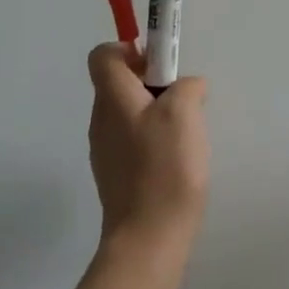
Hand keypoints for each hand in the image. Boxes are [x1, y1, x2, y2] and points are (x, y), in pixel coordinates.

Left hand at [87, 43, 209, 266]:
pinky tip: (177, 159)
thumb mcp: (184, 112)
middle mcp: (101, 120)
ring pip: (130, 111)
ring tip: (185, 132)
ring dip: (157, 110)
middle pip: (120, 82)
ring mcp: (106, 150)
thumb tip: (186, 86)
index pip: (103, 55)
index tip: (161, 64)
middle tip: (183, 98)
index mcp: (112, 98)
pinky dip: (154, 138)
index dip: (130, 49)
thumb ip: (186, 86)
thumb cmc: (164, 167)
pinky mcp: (117, 174)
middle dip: (153, 81)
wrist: (148, 239)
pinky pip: (134, 139)